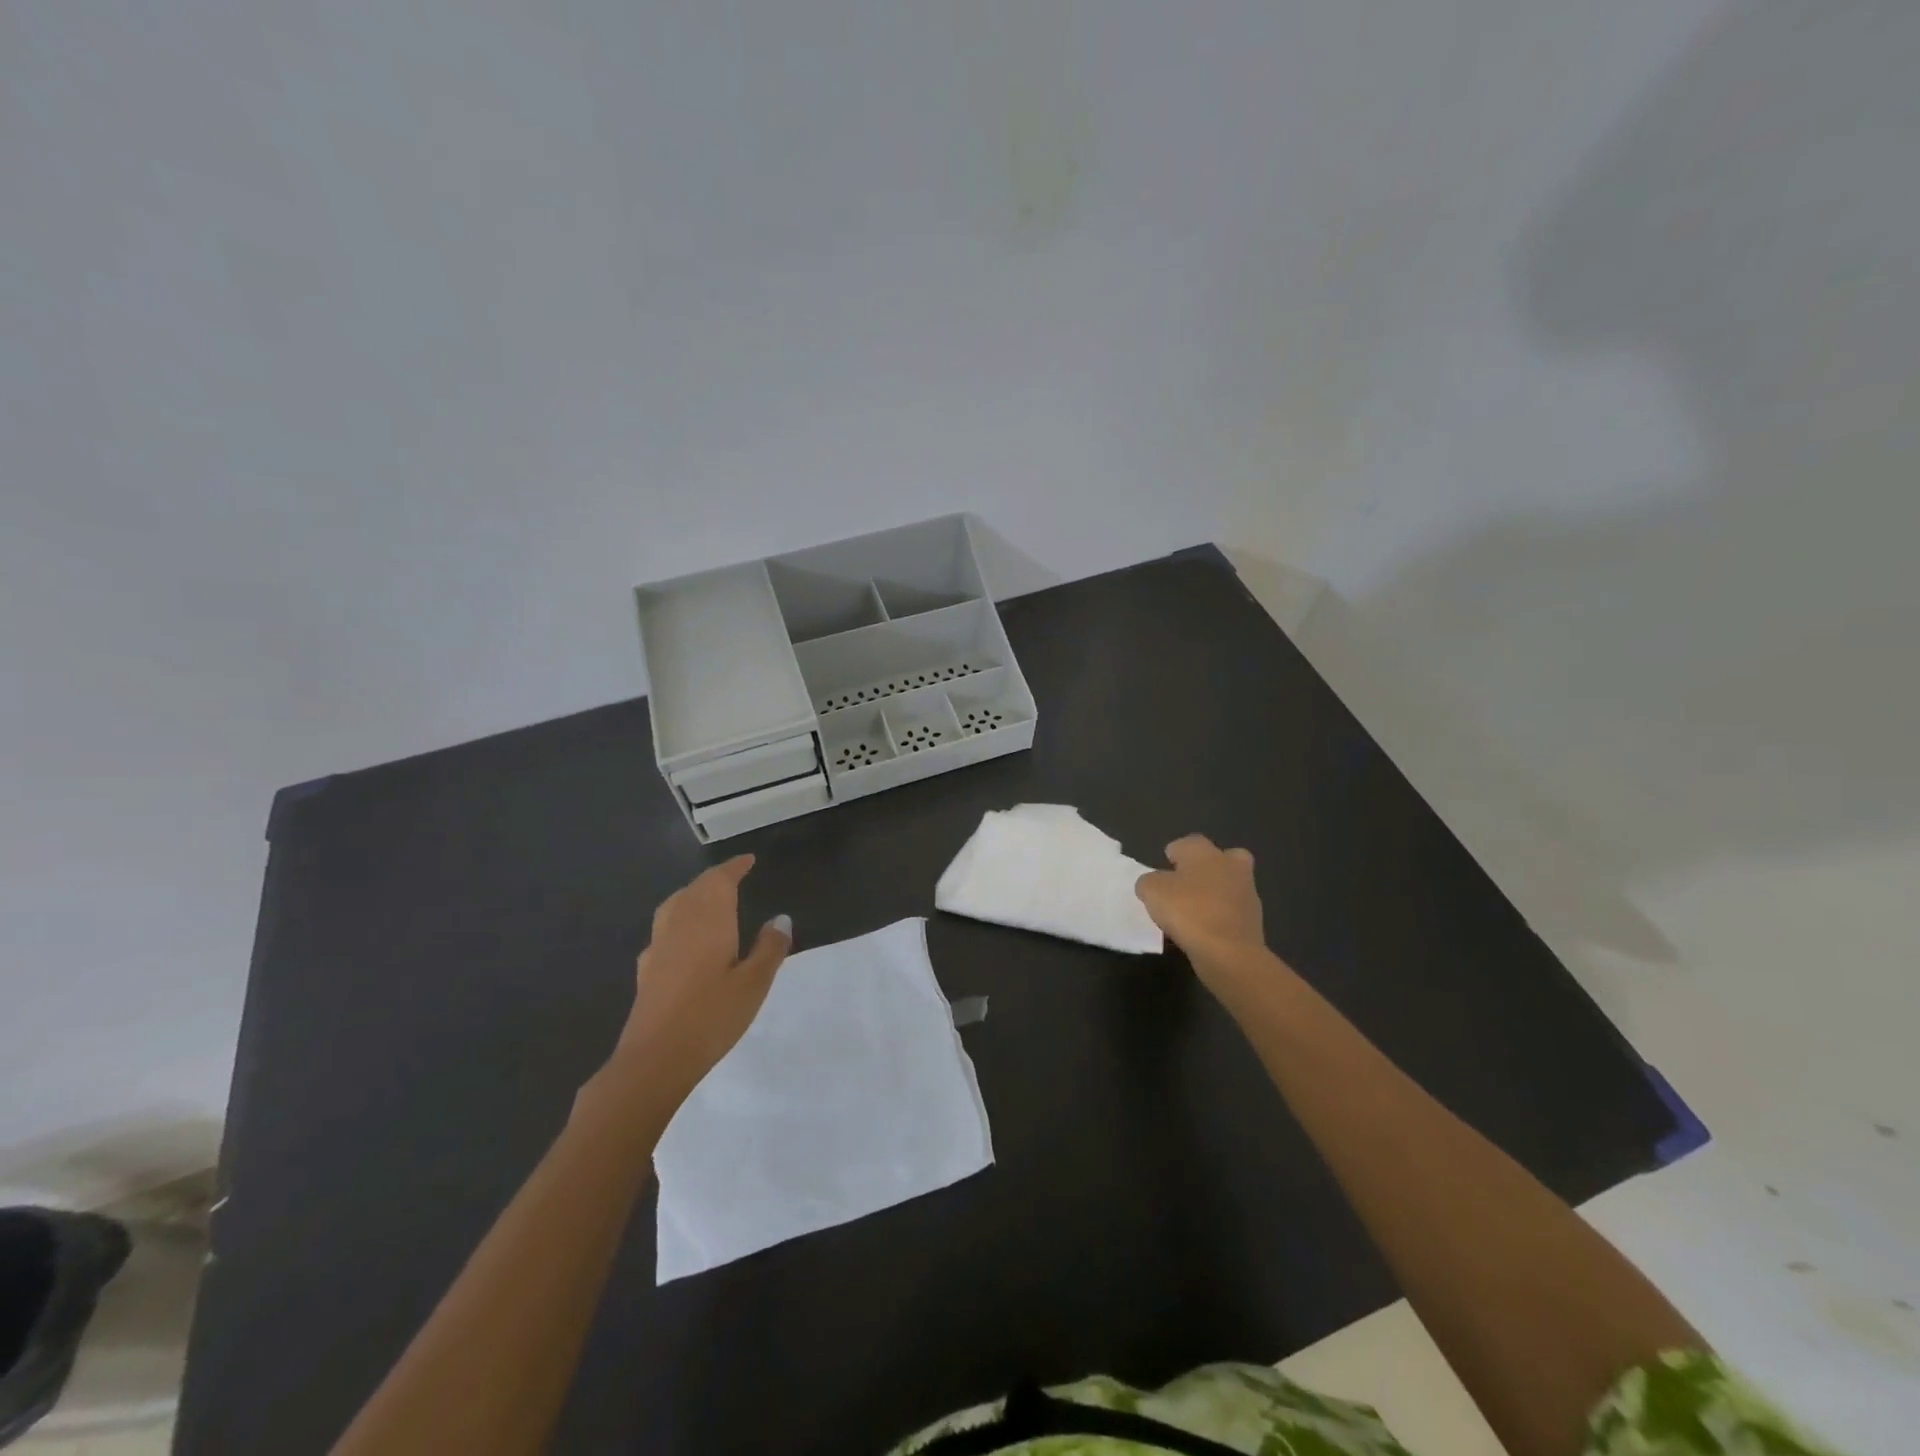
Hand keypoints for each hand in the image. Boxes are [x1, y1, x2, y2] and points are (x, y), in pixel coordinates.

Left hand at [612, 855, 791, 1100]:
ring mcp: (658, 946)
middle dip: (714, 879)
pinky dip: (679, 919)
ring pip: (675, 905)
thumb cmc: (712, 1016)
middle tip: (734, 877)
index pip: (720, 881)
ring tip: (709, 899)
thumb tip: (781, 918)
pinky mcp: (647, 969)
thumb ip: (769, 947)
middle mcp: (680, 924)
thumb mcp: (754, 982)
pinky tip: (685, 939)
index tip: (748, 860)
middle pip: (695, 889)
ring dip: (693, 894)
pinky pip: (665, 928)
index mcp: (708, 920)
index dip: (734, 867)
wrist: (654, 1059)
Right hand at [1135, 835, 1267, 991]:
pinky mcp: (1254, 918)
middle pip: (1216, 858)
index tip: (1162, 876)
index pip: (1185, 843)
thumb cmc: (1187, 911)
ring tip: (1192, 914)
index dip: (1172, 857)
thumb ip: (1148, 881)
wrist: (1229, 952)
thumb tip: (1153, 884)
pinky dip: (1220, 917)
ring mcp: (1247, 891)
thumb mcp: (1151, 891)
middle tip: (1184, 887)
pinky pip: (1231, 911)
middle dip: (1203, 869)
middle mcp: (1229, 863)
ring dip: (1213, 894)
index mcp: (1204, 851)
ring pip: (1227, 885)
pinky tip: (1204, 932)